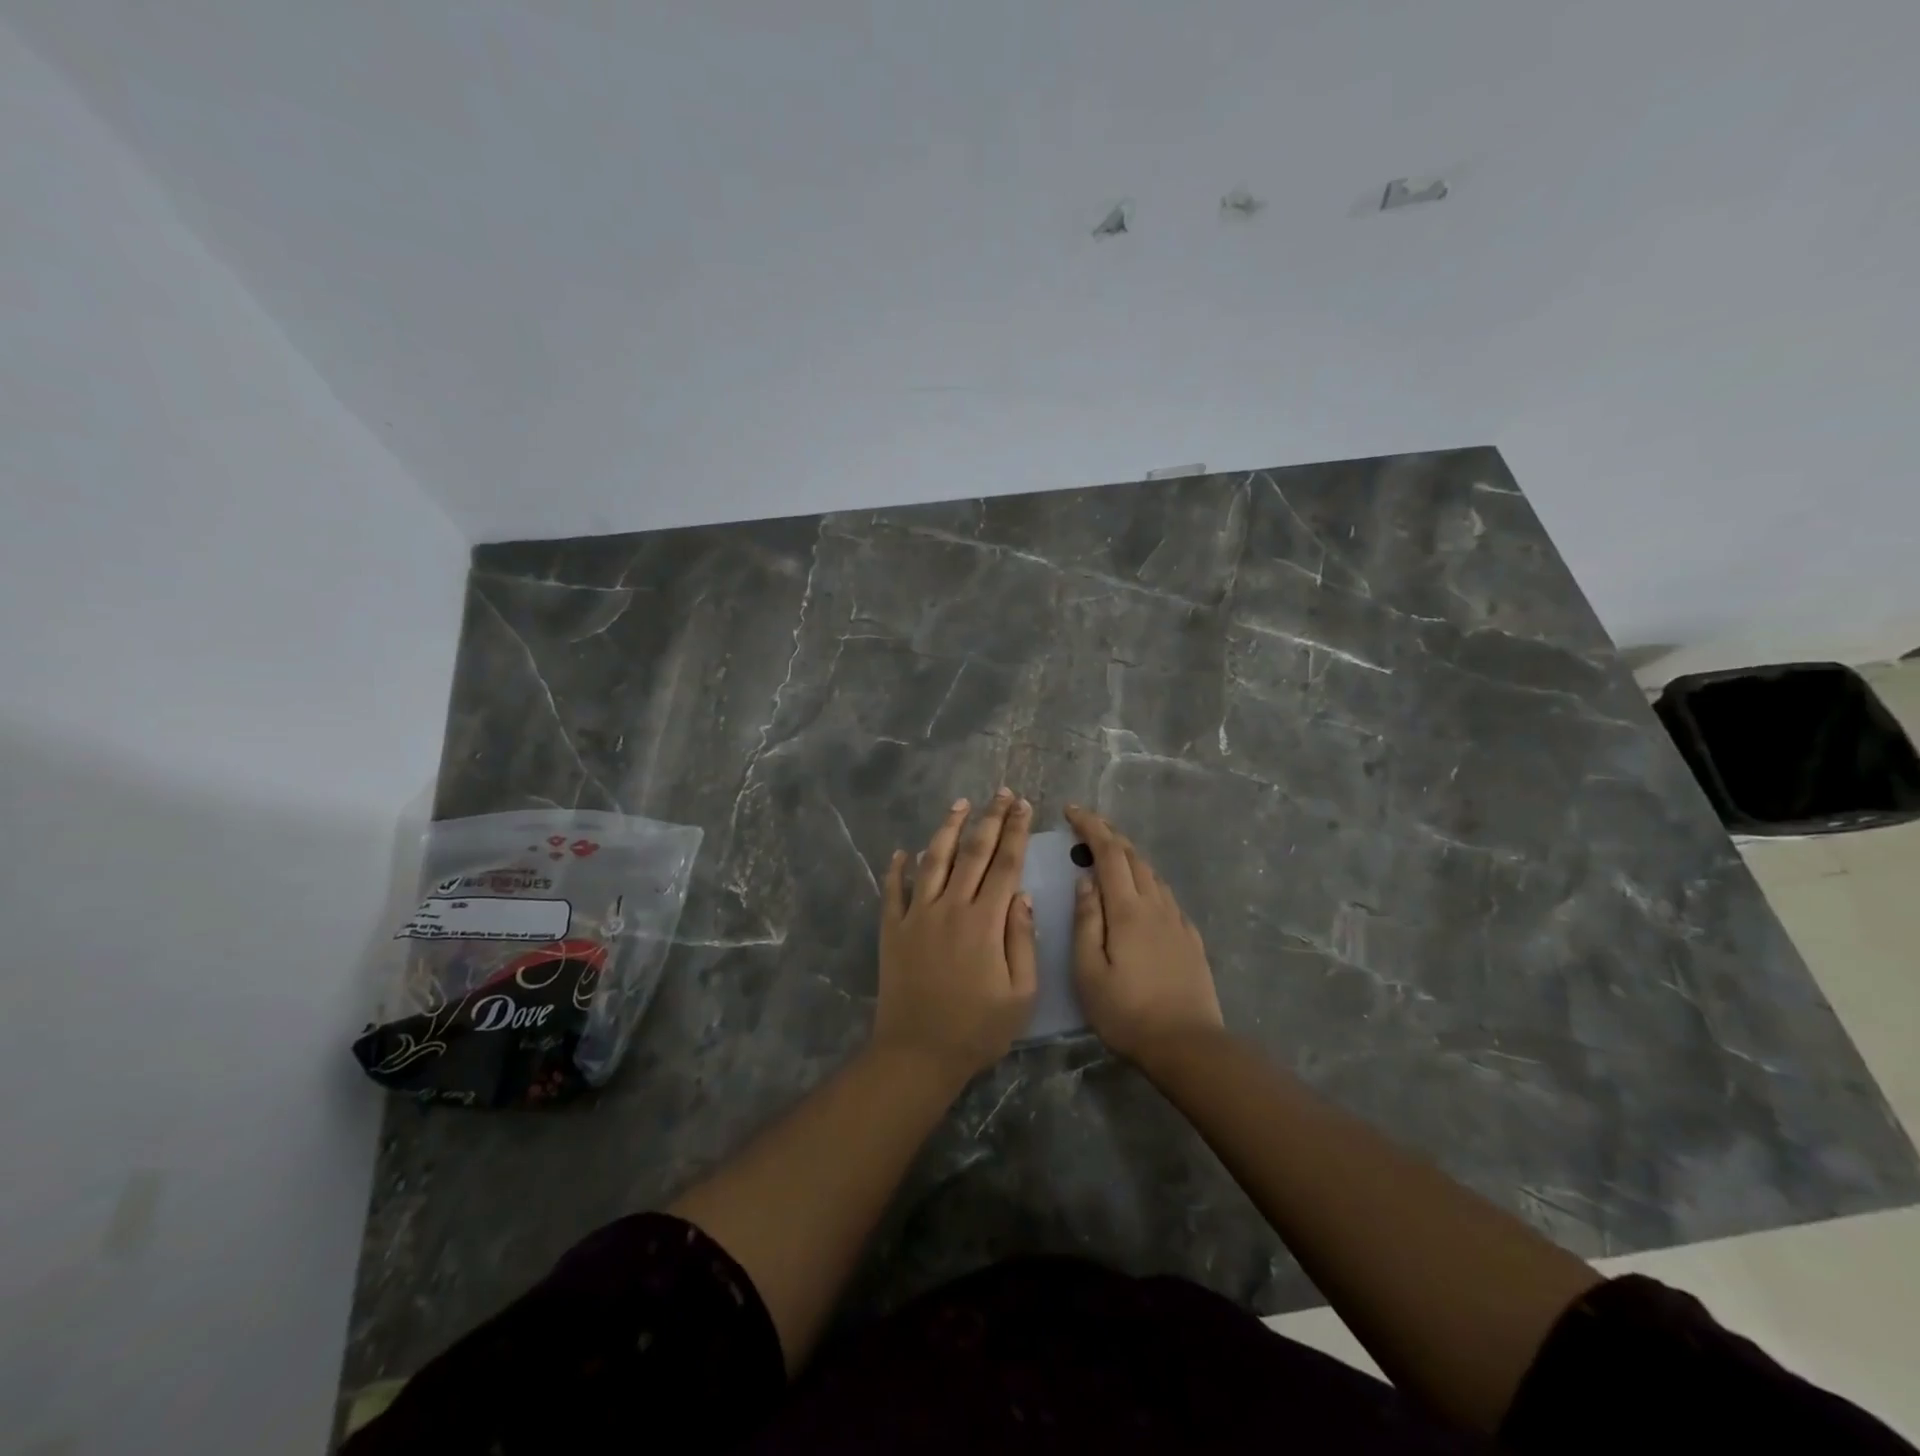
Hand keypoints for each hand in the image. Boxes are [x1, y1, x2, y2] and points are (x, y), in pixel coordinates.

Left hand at [876, 789, 1037, 1081]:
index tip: (1023, 806)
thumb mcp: (1021, 995)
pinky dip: (897, 868)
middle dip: (990, 819)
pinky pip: (893, 890)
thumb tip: (1021, 896)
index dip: (1016, 832)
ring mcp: (917, 915)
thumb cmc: (977, 1029)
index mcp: (985, 922)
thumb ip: (1023, 941)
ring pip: (934, 860)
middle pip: (973, 852)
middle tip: (1001, 793)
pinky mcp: (892, 929)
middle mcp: (950, 907)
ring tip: (960, 804)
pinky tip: (903, 851)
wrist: (917, 1053)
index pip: (1005, 864)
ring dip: (948, 829)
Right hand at [1064, 804, 1223, 1064]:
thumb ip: (1086, 921)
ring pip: (1151, 874)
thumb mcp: (1089, 971)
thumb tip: (1085, 881)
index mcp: (1127, 910)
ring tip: (1108, 855)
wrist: (1188, 1045)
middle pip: (1133, 856)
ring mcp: (1177, 920)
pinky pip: (1164, 895)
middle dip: (1108, 834)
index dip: (1090, 826)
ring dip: (1128, 856)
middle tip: (1086, 825)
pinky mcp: (1190, 938)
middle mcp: (1155, 905)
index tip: (1071, 811)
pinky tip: (1140, 894)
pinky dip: (1145, 880)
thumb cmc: (1127, 1012)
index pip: (1108, 853)